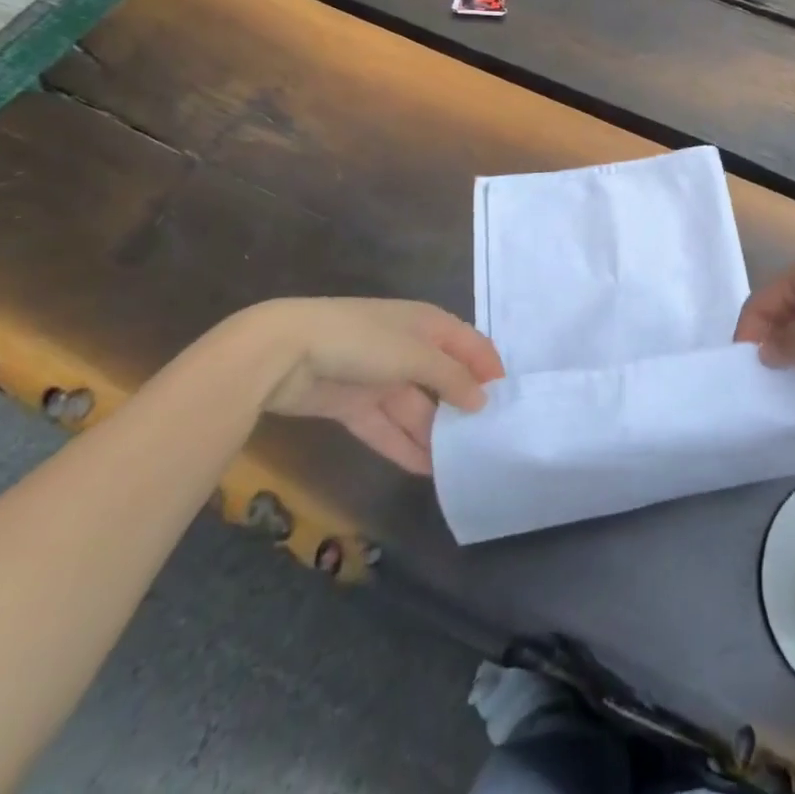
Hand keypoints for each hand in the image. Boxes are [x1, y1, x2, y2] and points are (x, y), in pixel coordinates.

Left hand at [244, 297, 505, 474]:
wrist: (285, 352)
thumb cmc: (363, 340)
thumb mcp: (415, 354)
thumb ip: (452, 378)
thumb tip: (483, 400)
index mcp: (426, 324)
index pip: (467, 344)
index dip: (488, 366)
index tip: (509, 398)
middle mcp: (406, 347)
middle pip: (442, 378)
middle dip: (462, 405)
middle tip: (486, 438)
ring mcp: (378, 377)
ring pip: (415, 408)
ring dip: (433, 433)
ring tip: (461, 462)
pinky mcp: (352, 404)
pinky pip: (386, 428)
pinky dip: (404, 447)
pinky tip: (426, 470)